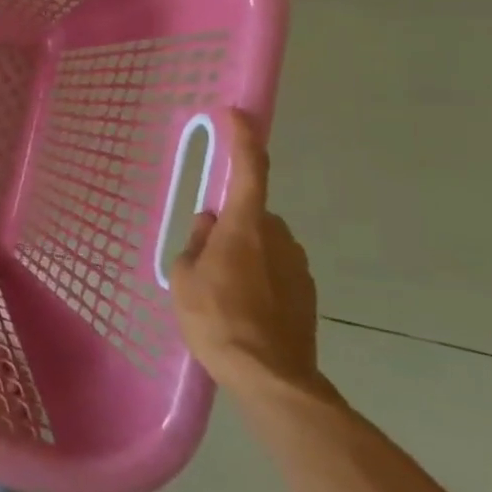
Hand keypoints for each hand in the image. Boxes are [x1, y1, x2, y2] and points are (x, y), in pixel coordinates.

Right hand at [169, 108, 326, 401]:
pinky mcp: (306, 294)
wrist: (270, 378)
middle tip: (204, 256)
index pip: (248, 169)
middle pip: (251, 214)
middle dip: (230, 225)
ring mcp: (297, 267)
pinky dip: (258, 278)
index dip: (243, 138)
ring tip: (220, 291)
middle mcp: (278, 237)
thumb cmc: (216, 319)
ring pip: (263, 243)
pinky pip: (275, 270)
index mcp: (246, 226)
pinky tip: (242, 309)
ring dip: (244, 253)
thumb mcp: (185, 277)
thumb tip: (209, 225)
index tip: (237, 113)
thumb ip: (195, 243)